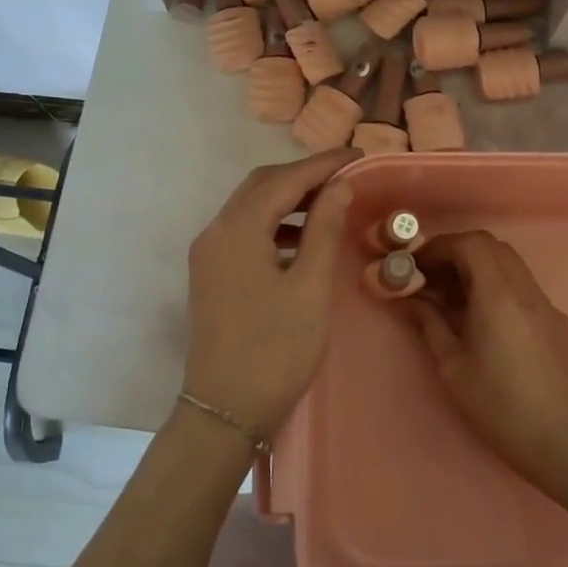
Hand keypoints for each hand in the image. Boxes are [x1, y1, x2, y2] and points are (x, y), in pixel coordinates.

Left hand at [183, 150, 356, 439]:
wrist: (225, 411)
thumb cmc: (275, 350)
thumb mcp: (310, 288)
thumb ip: (325, 230)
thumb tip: (340, 186)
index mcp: (238, 230)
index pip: (284, 179)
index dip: (323, 164)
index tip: (358, 155)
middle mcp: (216, 231)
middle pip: (261, 185)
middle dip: (304, 176)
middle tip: (346, 177)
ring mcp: (209, 253)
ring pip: (251, 207)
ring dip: (289, 199)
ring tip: (331, 204)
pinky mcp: (211, 273)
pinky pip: (245, 231)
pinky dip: (276, 224)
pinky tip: (304, 240)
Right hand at [406, 231, 567, 481]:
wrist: (559, 440)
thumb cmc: (497, 404)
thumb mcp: (451, 365)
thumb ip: (429, 323)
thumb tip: (408, 299)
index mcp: (498, 294)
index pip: (470, 243)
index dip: (440, 246)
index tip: (418, 265)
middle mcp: (525, 289)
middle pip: (491, 246)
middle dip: (457, 253)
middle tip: (434, 279)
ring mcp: (545, 303)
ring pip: (510, 264)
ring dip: (479, 268)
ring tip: (455, 299)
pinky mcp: (557, 321)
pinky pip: (523, 287)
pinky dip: (498, 286)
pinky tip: (486, 320)